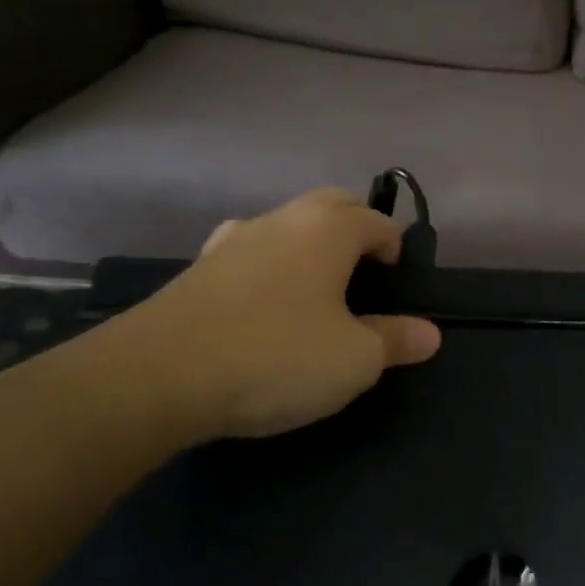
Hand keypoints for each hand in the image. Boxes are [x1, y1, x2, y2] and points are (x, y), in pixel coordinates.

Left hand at [112, 189, 441, 442]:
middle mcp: (280, 220)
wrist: (155, 377)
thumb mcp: (354, 359)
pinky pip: (249, 256)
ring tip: (316, 297)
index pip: (378, 222)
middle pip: (331, 207)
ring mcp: (232, 241)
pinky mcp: (196, 271)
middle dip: (355, 233)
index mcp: (327, 229)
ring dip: (309, 250)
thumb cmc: (276, 356)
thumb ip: (396, 341)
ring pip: (286, 228)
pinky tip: (264, 310)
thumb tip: (429, 333)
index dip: (397, 251)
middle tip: (365, 282)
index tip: (399, 291)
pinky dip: (269, 270)